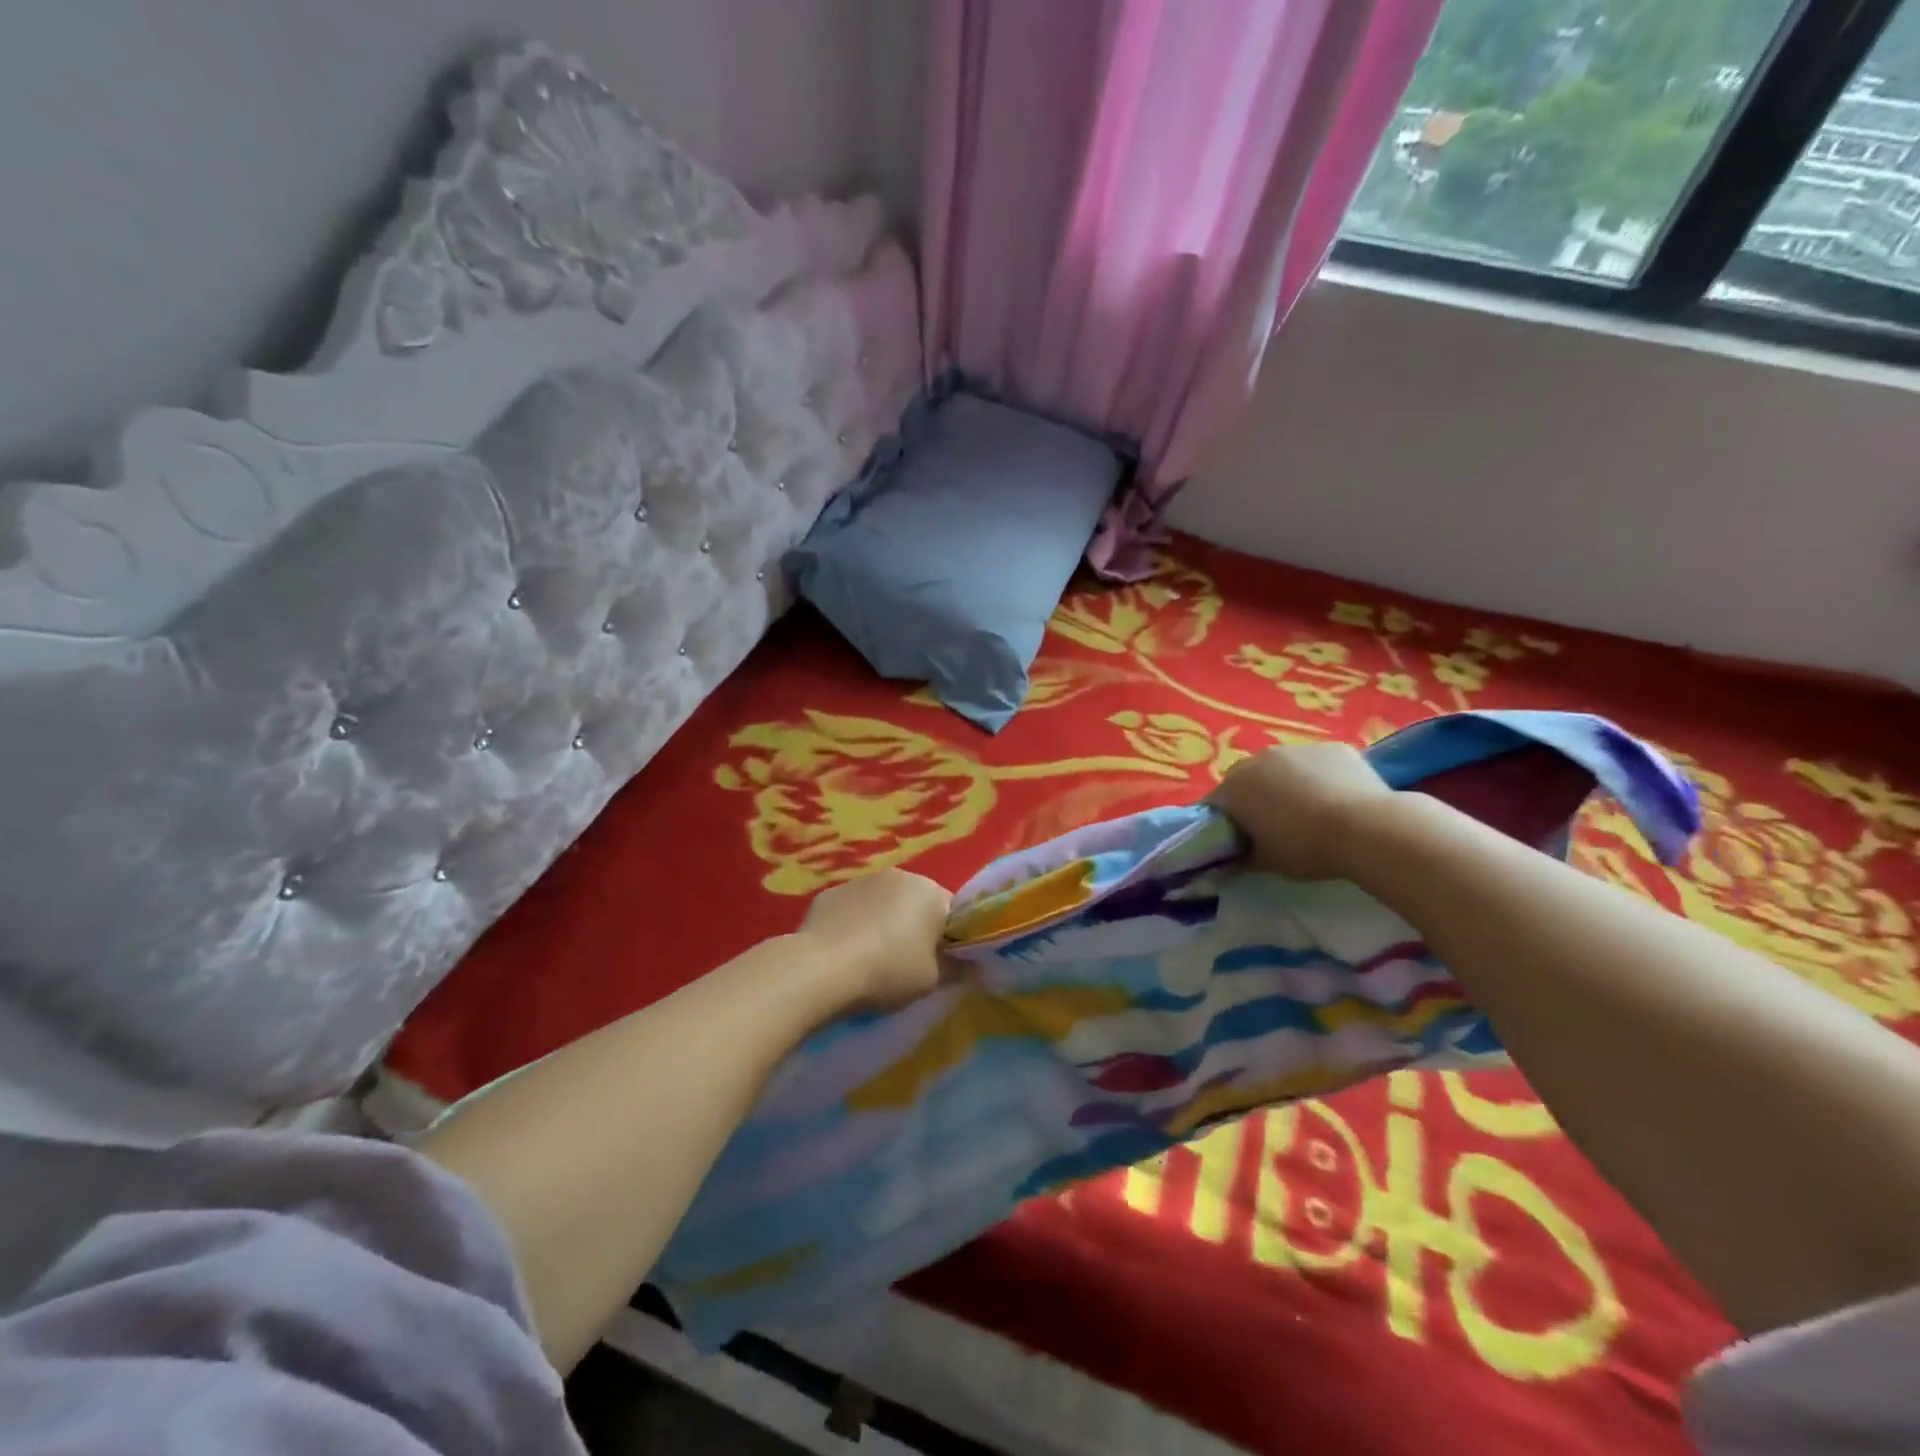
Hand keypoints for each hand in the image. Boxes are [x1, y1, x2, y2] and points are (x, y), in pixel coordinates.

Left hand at [798, 868, 952, 1011]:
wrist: (822, 969)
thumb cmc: (888, 971)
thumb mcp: (933, 980)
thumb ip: (957, 969)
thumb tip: (973, 966)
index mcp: (930, 891)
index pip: (951, 912)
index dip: (948, 939)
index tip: (939, 963)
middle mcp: (898, 875)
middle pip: (916, 903)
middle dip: (914, 927)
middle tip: (906, 963)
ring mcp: (860, 881)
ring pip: (882, 903)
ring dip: (882, 923)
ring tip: (870, 959)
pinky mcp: (829, 893)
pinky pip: (851, 909)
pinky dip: (852, 924)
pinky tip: (843, 953)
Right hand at [1210, 743, 1396, 880]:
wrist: (1368, 828)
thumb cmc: (1306, 847)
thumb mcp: (1267, 862)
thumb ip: (1240, 860)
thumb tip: (1226, 865)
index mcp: (1235, 787)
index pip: (1216, 803)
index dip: (1225, 823)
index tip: (1239, 841)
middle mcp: (1259, 759)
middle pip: (1247, 779)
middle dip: (1254, 798)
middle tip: (1273, 826)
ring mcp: (1298, 749)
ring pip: (1283, 767)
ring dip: (1287, 784)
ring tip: (1310, 812)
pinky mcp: (1333, 747)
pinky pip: (1317, 763)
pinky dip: (1320, 777)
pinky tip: (1338, 800)